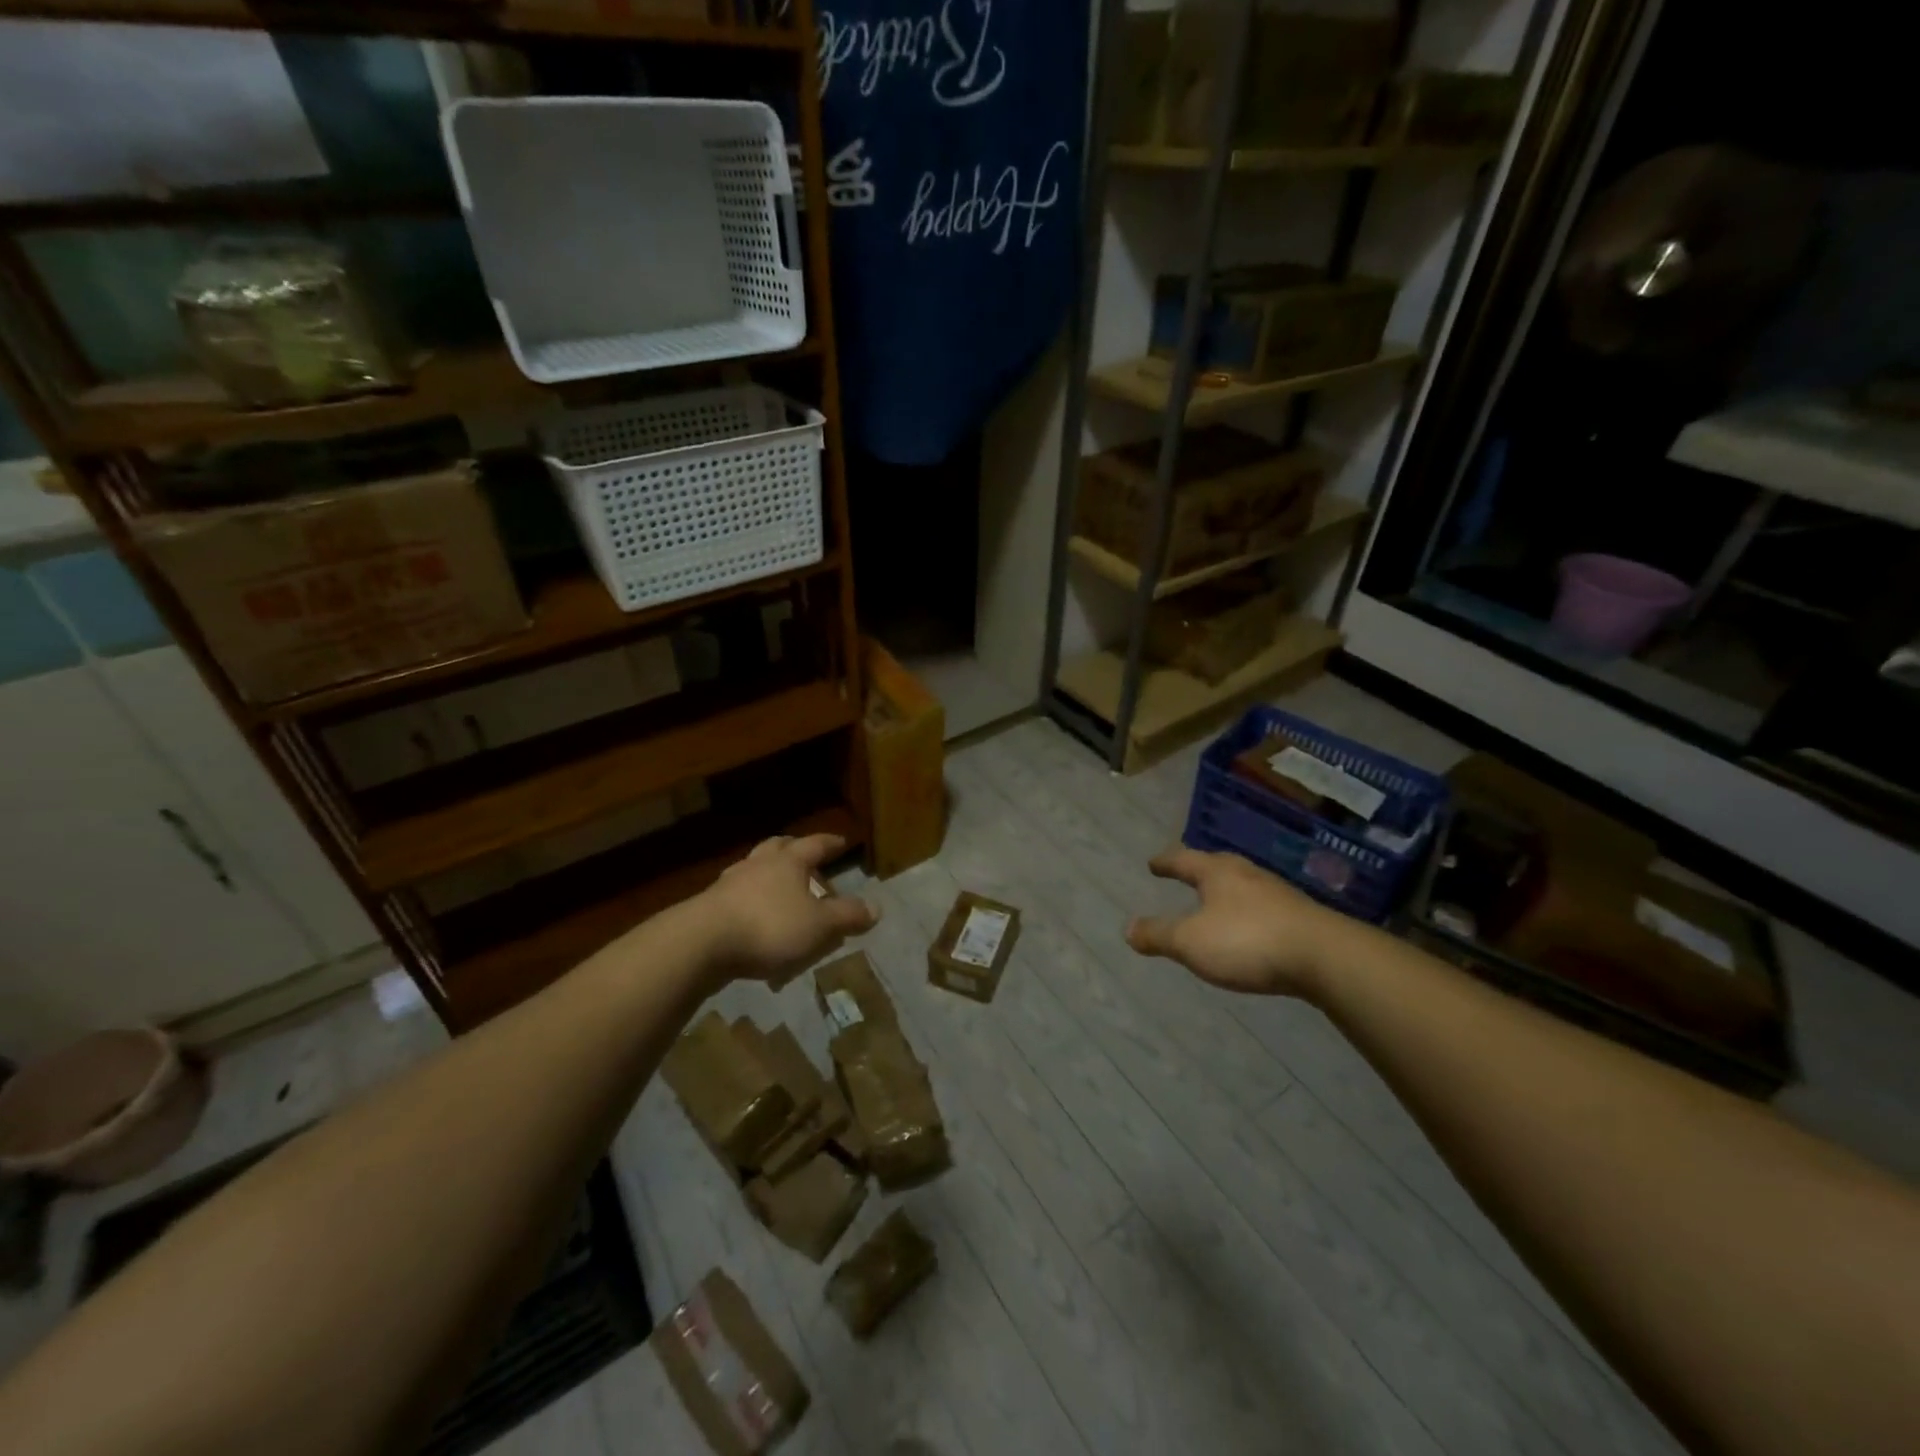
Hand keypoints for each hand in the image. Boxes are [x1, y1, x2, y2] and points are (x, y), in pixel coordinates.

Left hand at [693, 833, 878, 984]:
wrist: (701, 943)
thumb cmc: (769, 927)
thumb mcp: (819, 926)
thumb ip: (847, 916)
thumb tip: (877, 907)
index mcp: (788, 861)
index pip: (815, 844)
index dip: (830, 843)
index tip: (841, 841)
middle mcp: (758, 864)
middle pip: (778, 847)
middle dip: (793, 849)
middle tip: (805, 856)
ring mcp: (730, 883)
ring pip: (753, 869)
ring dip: (767, 874)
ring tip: (778, 888)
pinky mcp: (709, 906)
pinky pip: (736, 896)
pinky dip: (749, 901)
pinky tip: (752, 918)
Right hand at [1124, 847, 1346, 998]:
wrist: (1324, 957)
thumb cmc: (1247, 941)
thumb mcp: (1191, 942)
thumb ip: (1158, 935)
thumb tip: (1128, 928)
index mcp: (1217, 873)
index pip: (1184, 860)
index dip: (1166, 862)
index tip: (1153, 863)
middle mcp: (1247, 874)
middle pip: (1217, 864)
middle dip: (1199, 868)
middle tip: (1186, 872)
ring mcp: (1277, 893)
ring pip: (1244, 883)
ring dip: (1226, 889)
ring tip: (1216, 898)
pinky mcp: (1300, 916)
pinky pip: (1263, 905)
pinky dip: (1248, 910)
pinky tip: (1250, 925)